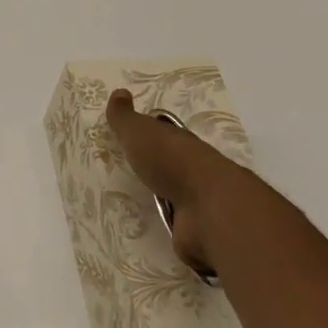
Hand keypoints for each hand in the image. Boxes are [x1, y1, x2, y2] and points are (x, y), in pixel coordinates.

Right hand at [106, 88, 234, 277]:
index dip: (151, 138)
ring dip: (162, 204)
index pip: (166, 138)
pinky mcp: (195, 233)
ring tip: (132, 211)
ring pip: (175, 200)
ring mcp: (197, 204)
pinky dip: (168, 232)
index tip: (132, 142)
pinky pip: (177, 230)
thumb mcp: (140, 133)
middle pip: (171, 169)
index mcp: (180, 144)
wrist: (208, 208)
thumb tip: (119, 91)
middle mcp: (192, 172)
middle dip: (155, 172)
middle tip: (127, 178)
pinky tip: (149, 236)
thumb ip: (125, 117)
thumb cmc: (172, 162)